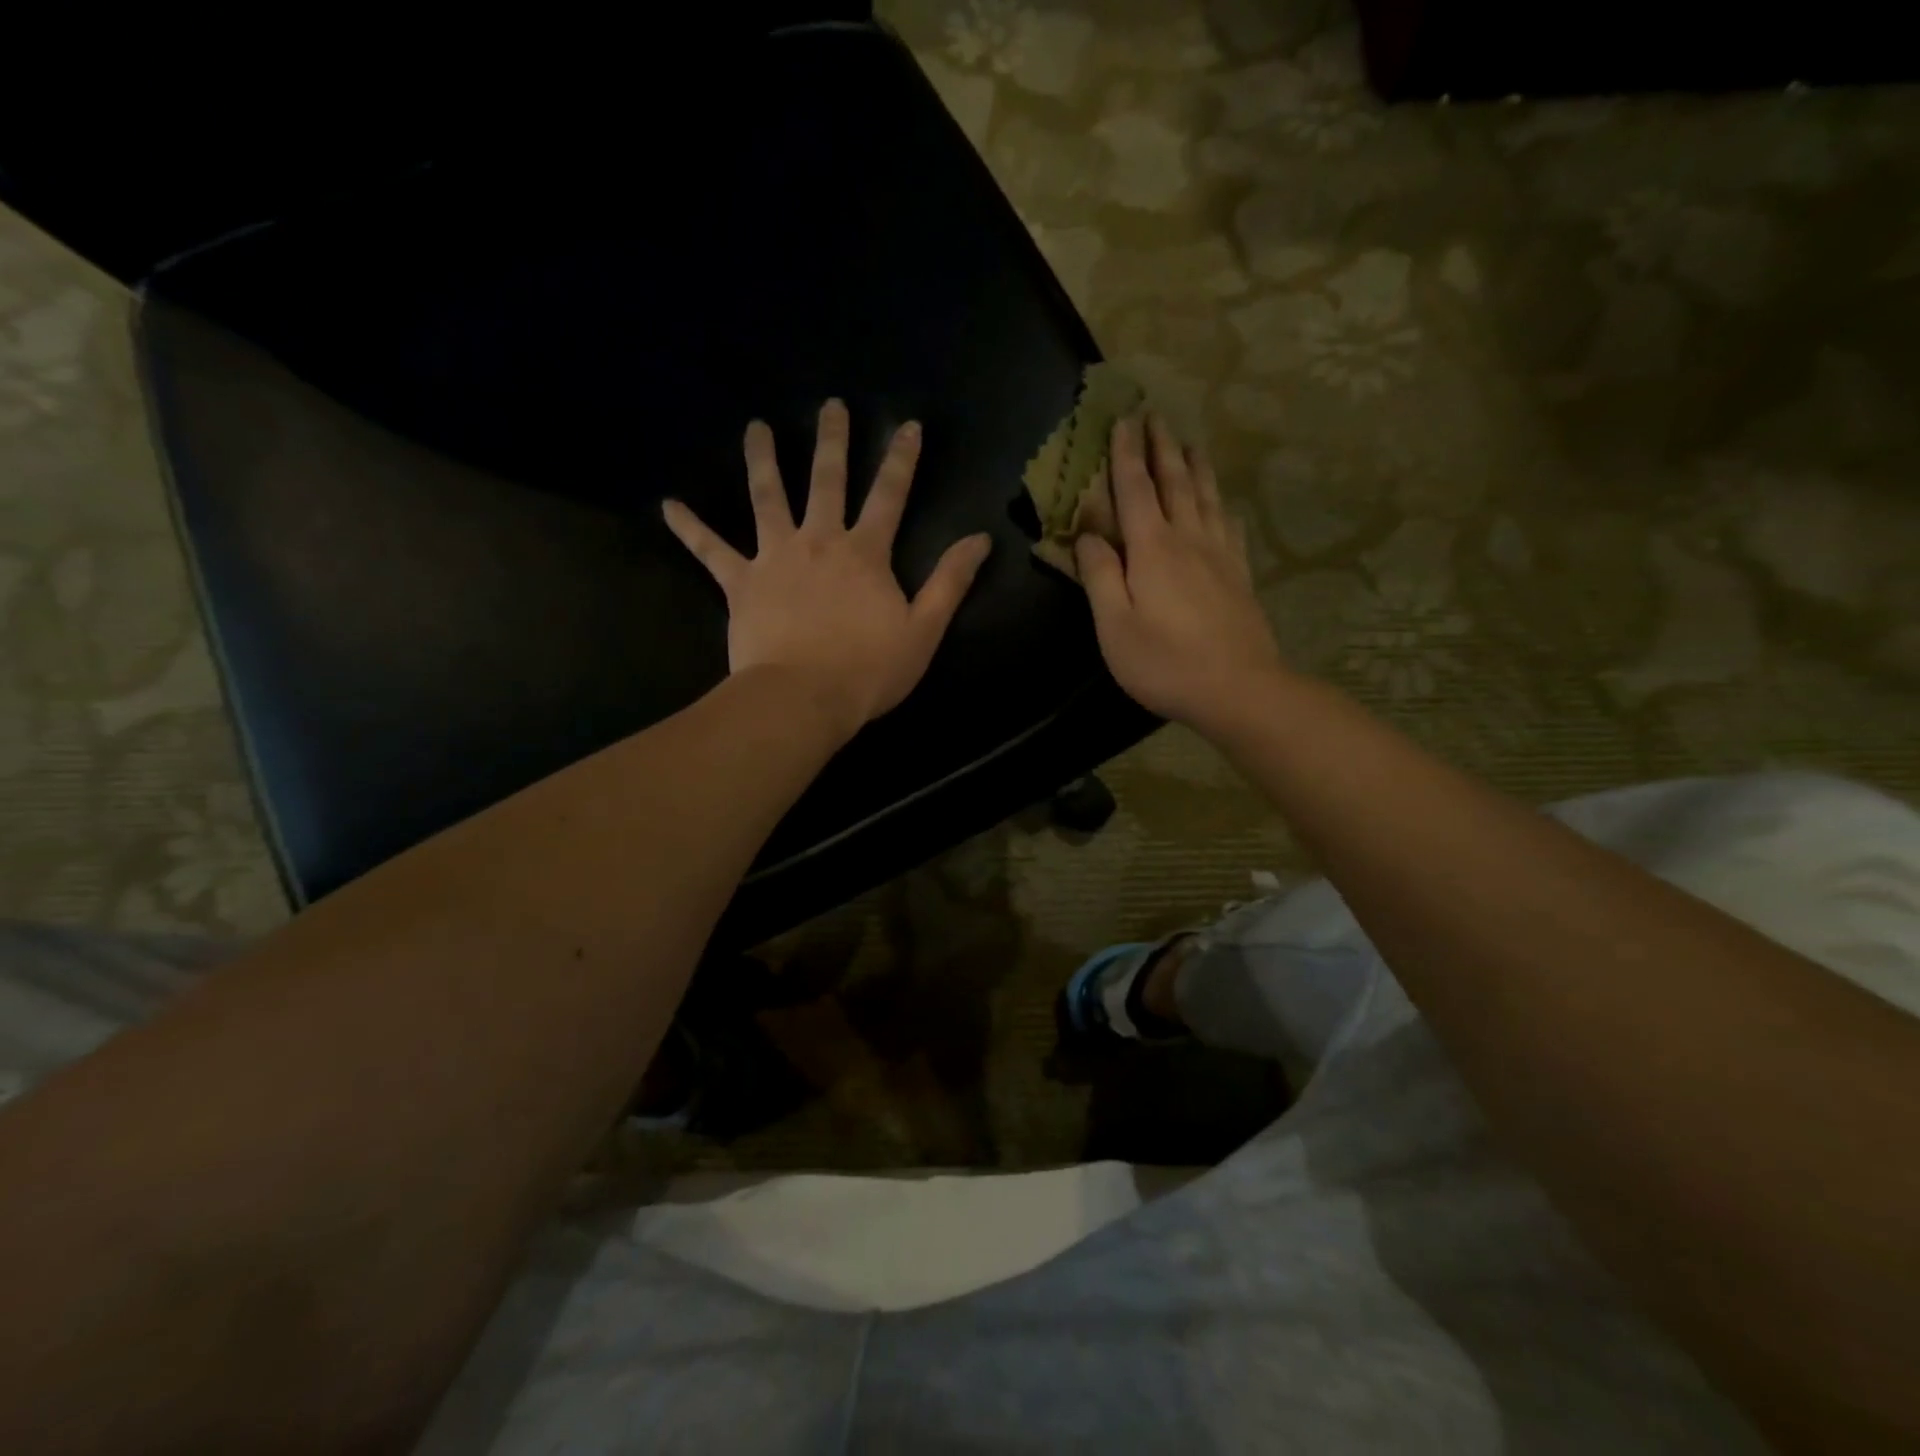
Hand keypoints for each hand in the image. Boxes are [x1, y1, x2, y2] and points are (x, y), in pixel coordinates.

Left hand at [663, 400, 992, 740]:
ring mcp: (775, 558)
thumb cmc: (868, 671)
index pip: (889, 495)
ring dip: (763, 460)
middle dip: (832, 440)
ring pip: (767, 498)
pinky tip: (667, 505)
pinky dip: (689, 528)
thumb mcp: (924, 630)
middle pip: (827, 480)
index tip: (909, 425)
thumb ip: (950, 582)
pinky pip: (710, 550)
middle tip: (830, 405)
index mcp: (865, 553)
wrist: (803, 699)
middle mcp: (819, 541)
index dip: (901, 459)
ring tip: (755, 428)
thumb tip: (979, 539)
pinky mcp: (740, 583)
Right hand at [1075, 414, 1285, 733]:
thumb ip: (1100, 576)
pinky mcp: (1239, 575)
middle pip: (1175, 483)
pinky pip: (1229, 526)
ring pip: (1206, 497)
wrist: (1238, 688)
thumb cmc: (1165, 662)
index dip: (1125, 455)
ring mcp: (1220, 555)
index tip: (1123, 420)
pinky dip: (1221, 505)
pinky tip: (1222, 503)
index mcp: (1152, 549)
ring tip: (1189, 443)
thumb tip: (1088, 535)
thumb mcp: (1114, 626)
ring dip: (1195, 466)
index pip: (1134, 490)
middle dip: (1162, 448)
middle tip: (1155, 416)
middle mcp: (1188, 540)